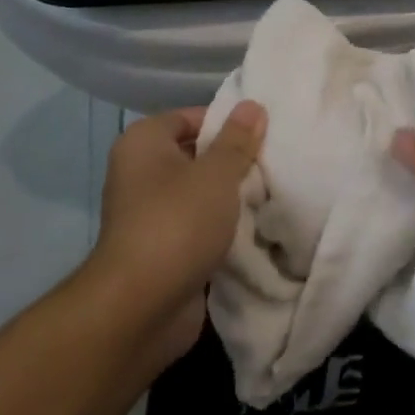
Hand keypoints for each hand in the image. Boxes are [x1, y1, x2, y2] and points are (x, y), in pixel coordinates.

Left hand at [90, 101, 266, 363]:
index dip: (227, 123)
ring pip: (200, 194)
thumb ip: (237, 140)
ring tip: (271, 194)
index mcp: (143, 143)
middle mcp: (140, 173)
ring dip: (230, 198)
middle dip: (233, 161)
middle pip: (196, 155)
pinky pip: (199, 226)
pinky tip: (256, 228)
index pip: (191, 117)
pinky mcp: (162, 249)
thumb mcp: (217, 173)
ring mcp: (149, 214)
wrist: (140, 308)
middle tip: (274, 163)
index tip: (263, 135)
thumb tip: (252, 105)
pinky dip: (222, 228)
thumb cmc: (177, 222)